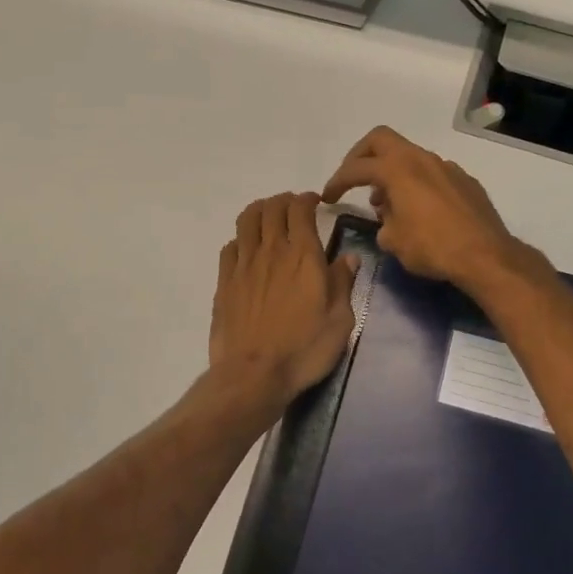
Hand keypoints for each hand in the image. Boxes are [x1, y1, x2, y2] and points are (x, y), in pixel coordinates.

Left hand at [209, 192, 358, 406]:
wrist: (254, 374)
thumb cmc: (304, 349)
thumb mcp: (340, 320)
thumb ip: (343, 283)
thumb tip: (348, 257)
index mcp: (303, 255)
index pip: (300, 209)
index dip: (307, 199)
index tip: (316, 203)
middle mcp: (271, 250)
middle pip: (272, 207)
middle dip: (284, 200)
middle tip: (294, 208)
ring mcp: (243, 264)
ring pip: (246, 220)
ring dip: (259, 211)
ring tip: (269, 218)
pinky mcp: (224, 282)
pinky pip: (230, 247)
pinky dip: (241, 240)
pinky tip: (247, 251)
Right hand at [321, 127, 527, 292]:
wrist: (486, 256)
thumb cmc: (433, 247)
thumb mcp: (394, 241)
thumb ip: (383, 223)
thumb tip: (388, 218)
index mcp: (398, 169)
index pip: (357, 167)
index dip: (337, 181)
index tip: (328, 197)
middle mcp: (422, 159)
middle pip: (381, 140)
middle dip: (361, 156)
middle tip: (353, 179)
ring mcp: (447, 167)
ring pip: (409, 157)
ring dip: (391, 173)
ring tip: (386, 204)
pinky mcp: (465, 181)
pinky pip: (432, 174)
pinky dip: (417, 184)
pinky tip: (420, 212)